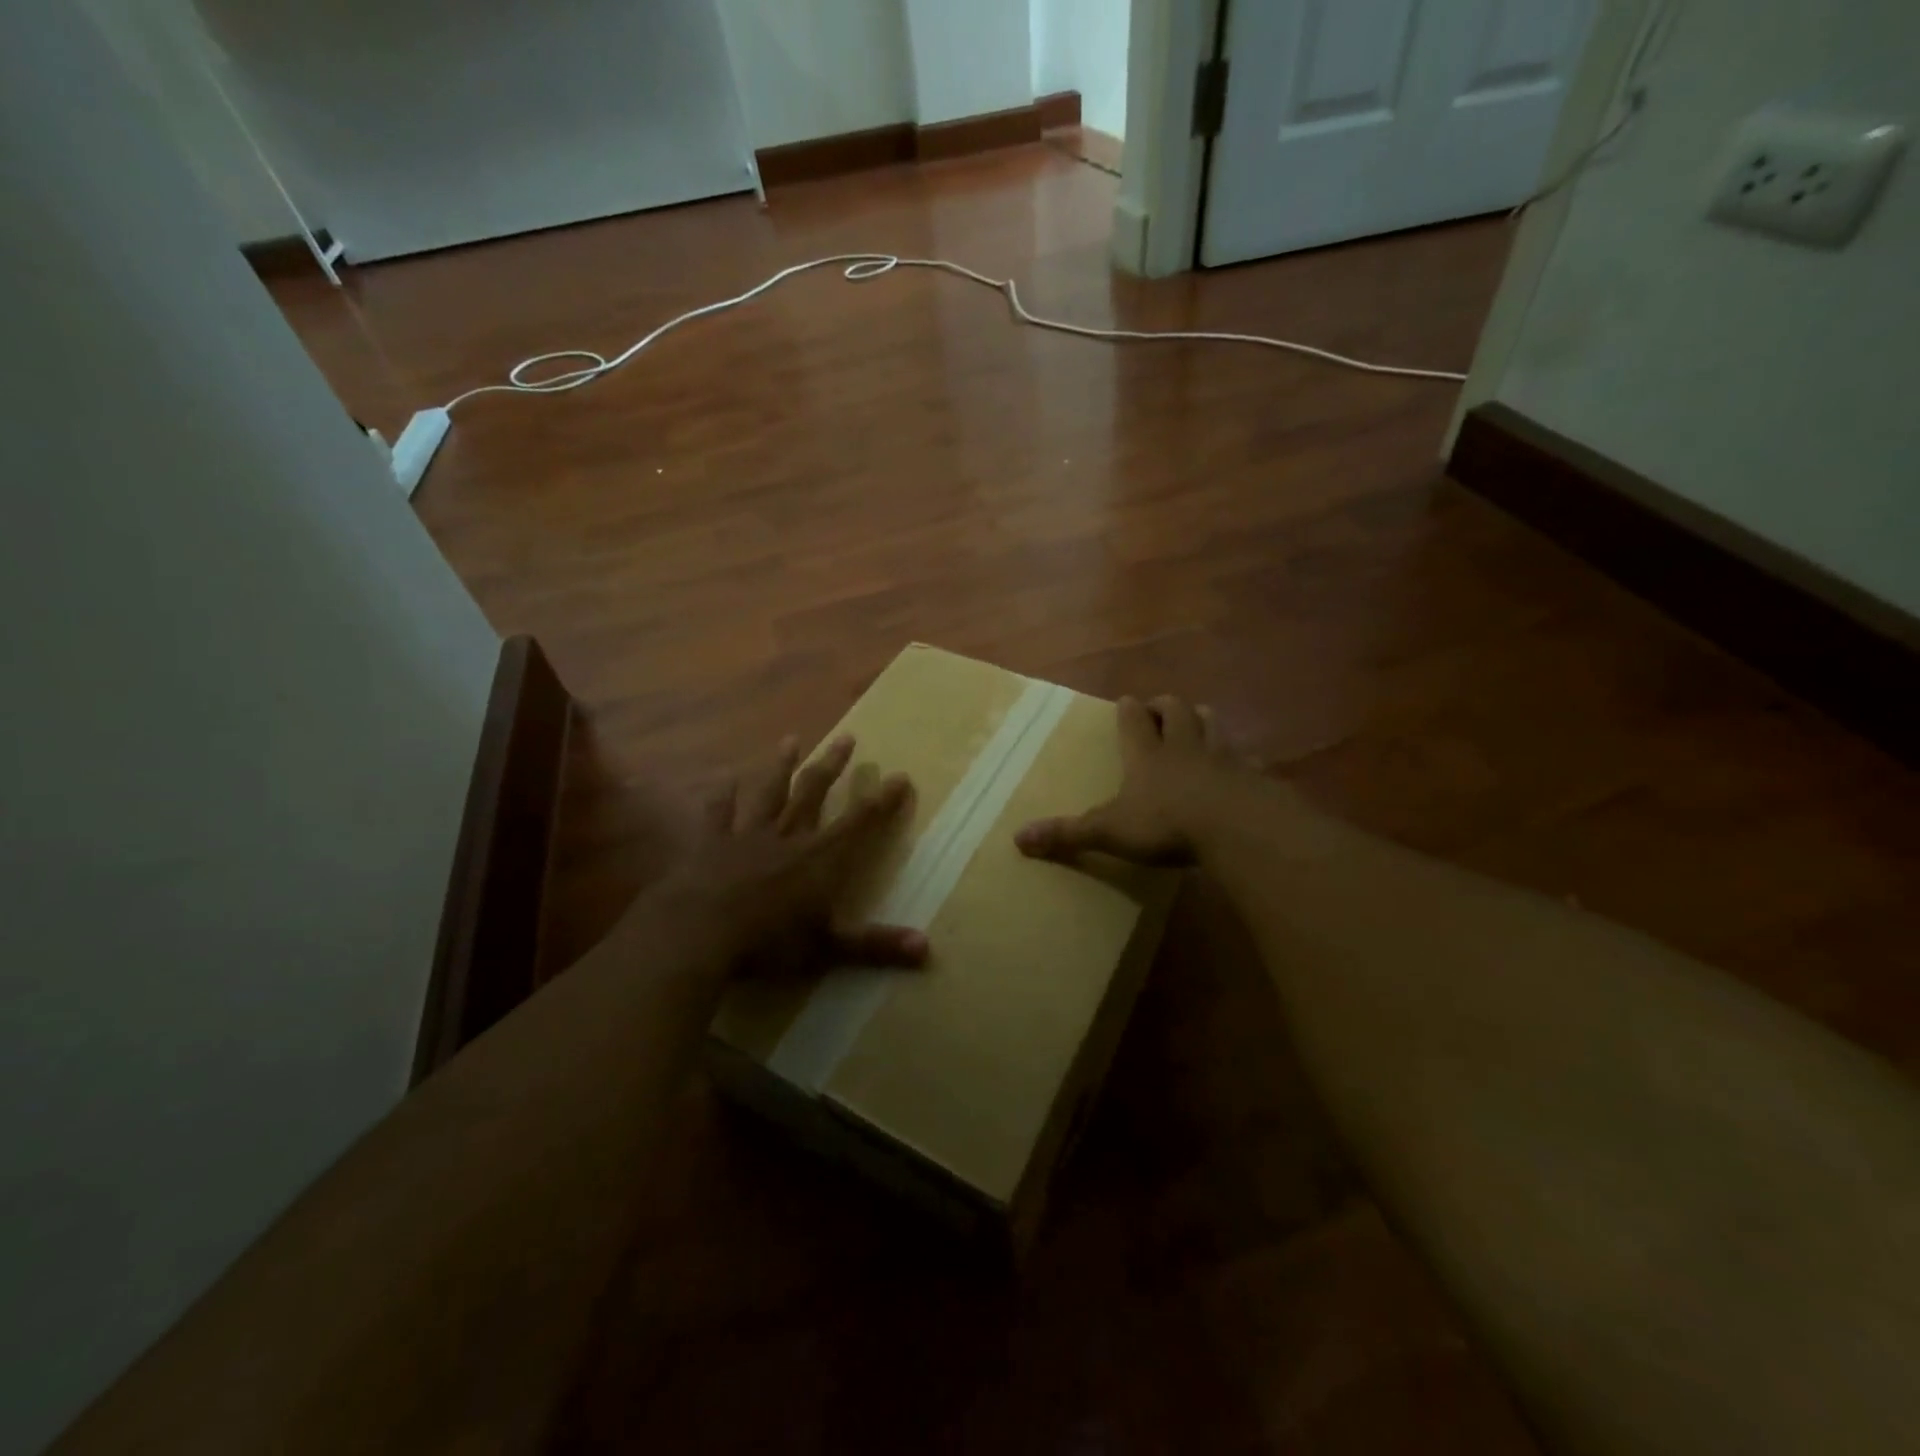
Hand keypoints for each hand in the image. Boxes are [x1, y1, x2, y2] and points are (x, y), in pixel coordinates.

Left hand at [641, 734, 926, 981]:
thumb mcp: (827, 949)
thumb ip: (875, 946)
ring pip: (769, 793)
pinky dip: (723, 795)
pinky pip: (719, 812)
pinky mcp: (711, 844)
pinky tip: (727, 777)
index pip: (859, 823)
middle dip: (833, 766)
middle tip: (847, 737)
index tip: (900, 776)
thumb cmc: (767, 943)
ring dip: (781, 766)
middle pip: (814, 794)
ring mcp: (747, 836)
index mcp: (819, 860)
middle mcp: (788, 838)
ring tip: (792, 739)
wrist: (697, 935)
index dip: (882, 801)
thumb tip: (926, 947)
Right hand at [1015, 695, 1252, 867]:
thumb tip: (1017, 839)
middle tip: (1160, 709)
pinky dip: (1241, 760)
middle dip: (1166, 706)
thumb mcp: (1109, 831)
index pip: (1134, 720)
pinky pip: (1247, 760)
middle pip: (1176, 711)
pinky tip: (1242, 769)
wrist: (1236, 827)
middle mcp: (1184, 747)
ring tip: (1198, 722)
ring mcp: (1222, 758)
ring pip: (1213, 724)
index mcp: (1146, 755)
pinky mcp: (1253, 777)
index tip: (1126, 702)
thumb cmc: (1166, 823)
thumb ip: (1067, 834)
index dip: (1128, 710)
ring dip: (1203, 720)